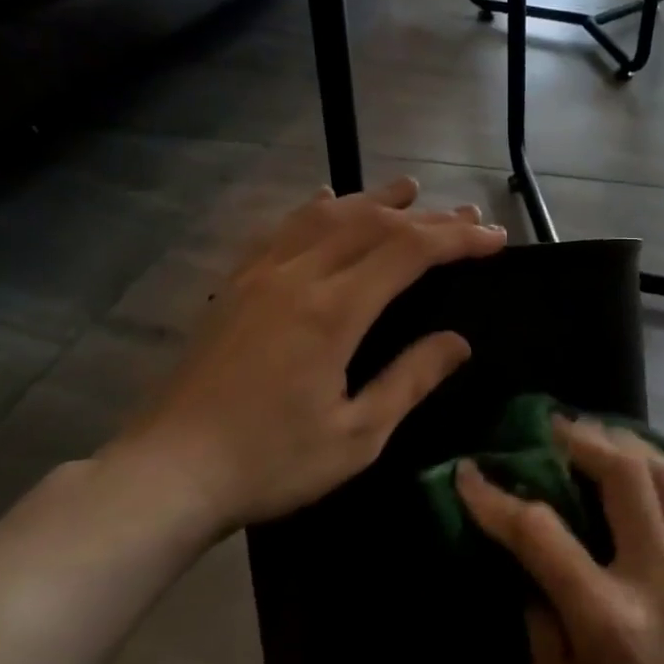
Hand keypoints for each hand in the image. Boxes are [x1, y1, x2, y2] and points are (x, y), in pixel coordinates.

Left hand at [119, 177, 505, 533]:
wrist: (168, 473)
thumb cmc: (270, 463)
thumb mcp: (357, 436)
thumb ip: (410, 381)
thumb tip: (457, 342)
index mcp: (332, 312)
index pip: (408, 252)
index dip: (457, 239)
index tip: (495, 238)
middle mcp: (296, 277)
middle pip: (372, 224)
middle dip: (427, 217)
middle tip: (469, 218)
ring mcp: (258, 276)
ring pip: (326, 216)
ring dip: (373, 200)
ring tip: (409, 191)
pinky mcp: (234, 287)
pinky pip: (281, 229)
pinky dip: (315, 209)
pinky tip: (326, 200)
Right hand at [455, 417, 663, 663]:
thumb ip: (537, 611)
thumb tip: (523, 551)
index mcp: (608, 622)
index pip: (543, 533)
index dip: (498, 498)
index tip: (470, 473)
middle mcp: (660, 585)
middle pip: (625, 477)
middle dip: (582, 440)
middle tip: (550, 427)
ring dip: (625, 445)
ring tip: (591, 435)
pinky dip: (655, 475)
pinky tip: (631, 472)